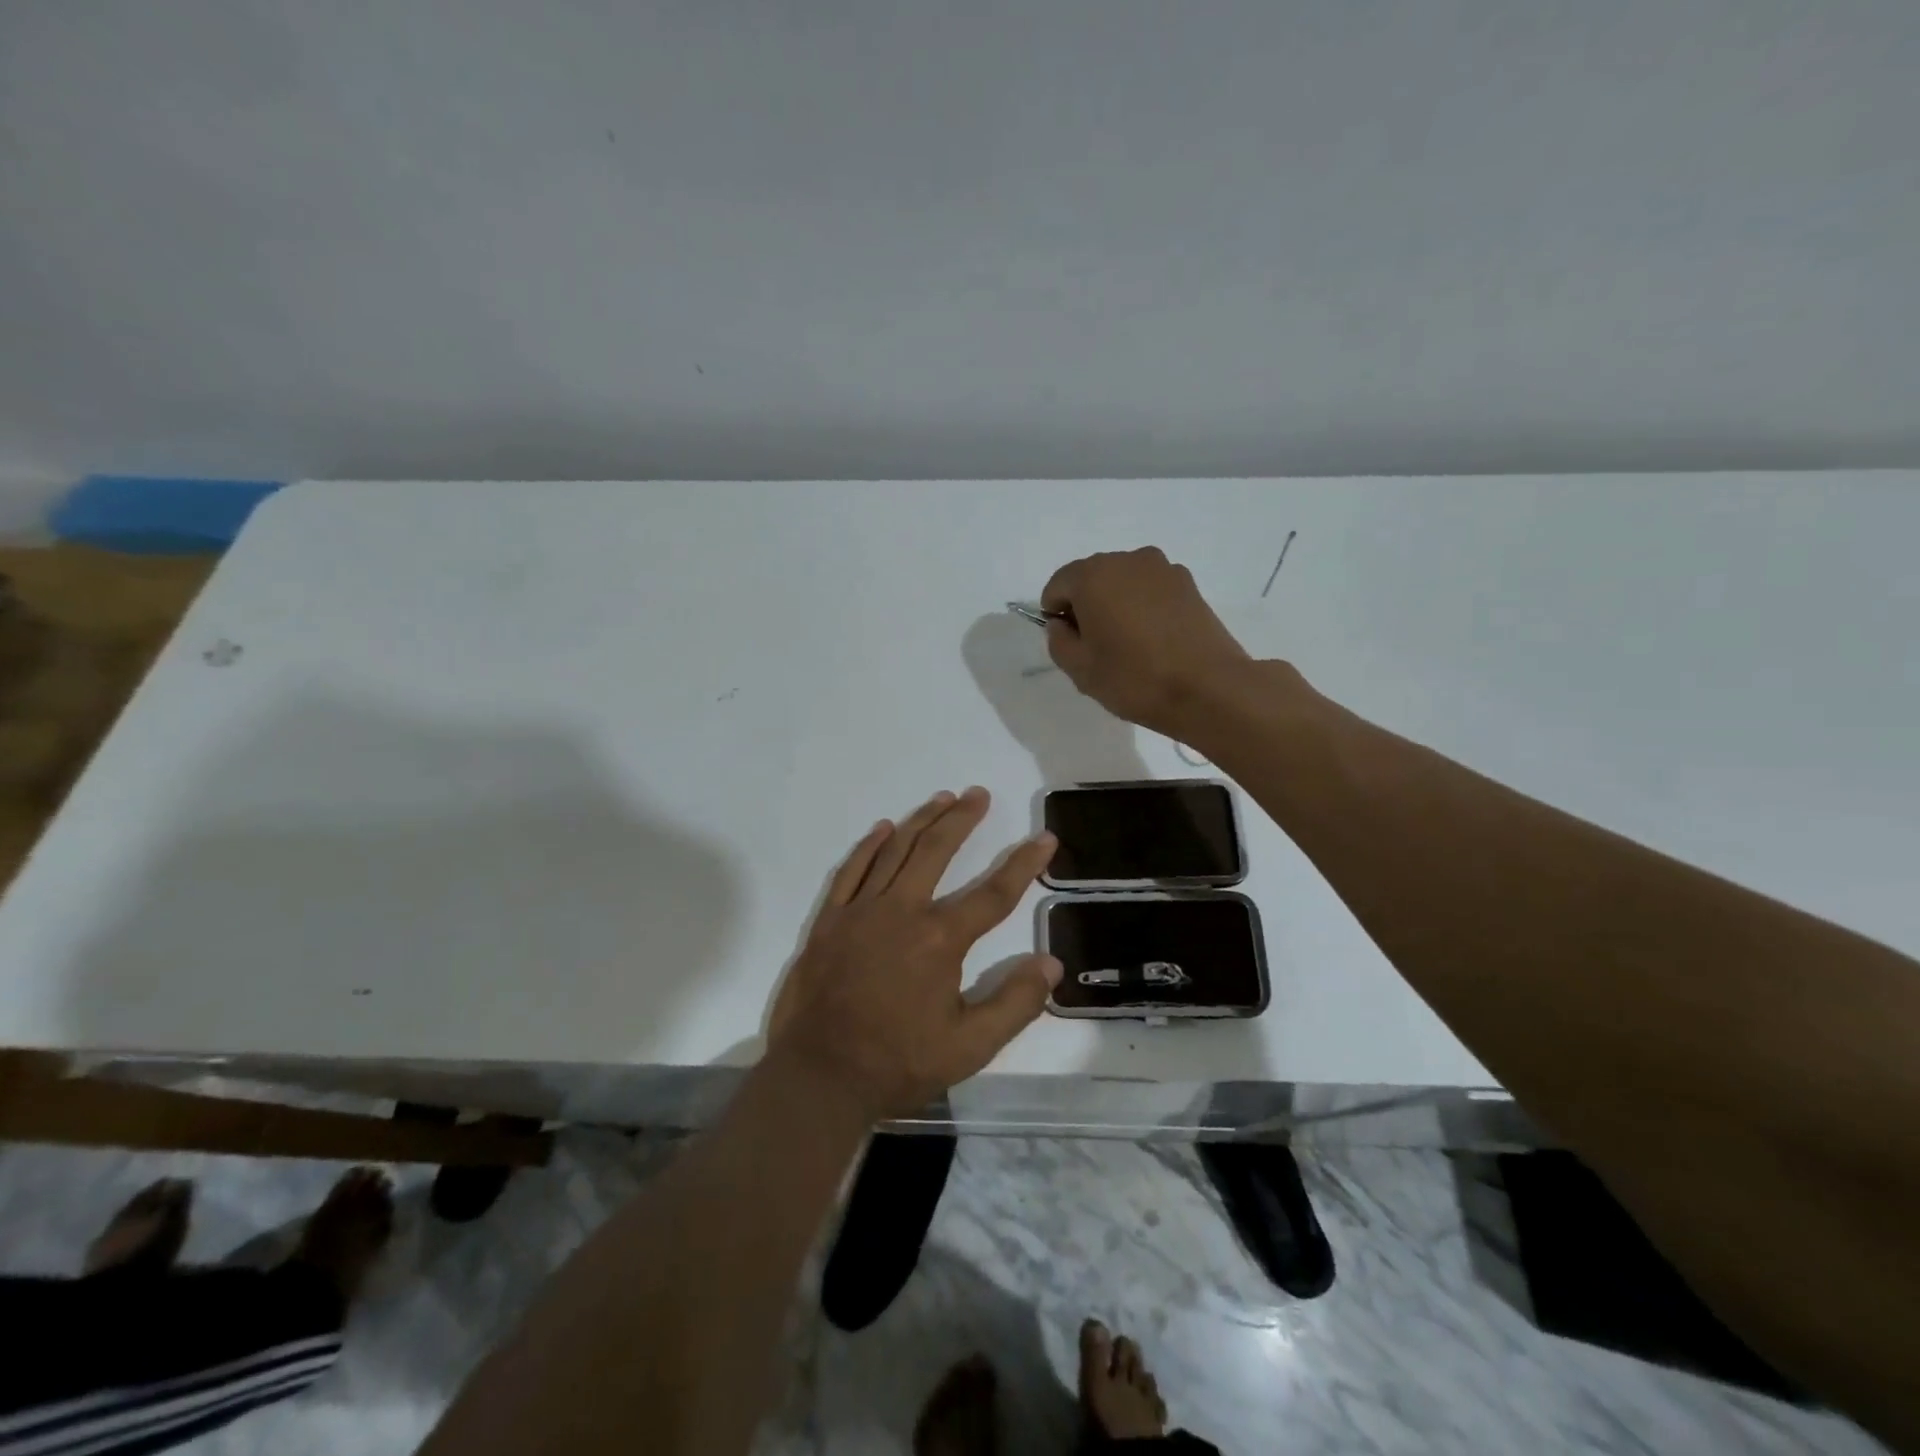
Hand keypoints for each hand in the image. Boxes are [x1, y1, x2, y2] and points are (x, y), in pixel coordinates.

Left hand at [768, 787, 1060, 1119]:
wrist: (819, 1075)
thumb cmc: (898, 1062)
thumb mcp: (970, 1047)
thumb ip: (1015, 1003)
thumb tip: (1051, 963)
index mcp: (940, 938)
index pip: (993, 892)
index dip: (1024, 864)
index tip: (1044, 838)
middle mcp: (902, 910)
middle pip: (937, 850)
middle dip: (962, 818)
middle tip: (979, 794)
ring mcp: (861, 910)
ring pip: (895, 850)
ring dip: (921, 820)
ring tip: (942, 798)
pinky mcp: (830, 919)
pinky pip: (851, 870)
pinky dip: (869, 846)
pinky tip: (882, 828)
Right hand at [1041, 547, 1251, 737]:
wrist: (1209, 688)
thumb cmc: (1134, 678)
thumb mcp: (1080, 669)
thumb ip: (1058, 641)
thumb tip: (1061, 624)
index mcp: (1093, 576)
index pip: (1058, 585)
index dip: (1055, 615)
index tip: (1069, 643)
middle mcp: (1127, 560)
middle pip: (1092, 578)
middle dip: (1086, 606)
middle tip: (1097, 646)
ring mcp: (1163, 569)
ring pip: (1123, 582)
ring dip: (1117, 605)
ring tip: (1129, 644)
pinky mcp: (1189, 584)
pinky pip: (1151, 590)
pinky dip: (1144, 607)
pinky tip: (1155, 640)